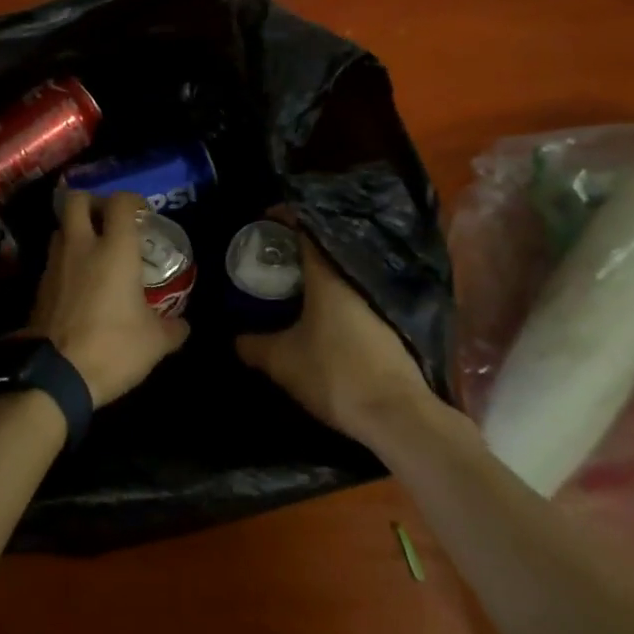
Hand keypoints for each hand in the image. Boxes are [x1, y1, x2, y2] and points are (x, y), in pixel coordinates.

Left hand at [24, 191, 188, 405]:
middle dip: (93, 202)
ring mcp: (55, 264)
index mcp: (115, 249)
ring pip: (61, 227)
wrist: (54, 375)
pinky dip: (66, 258)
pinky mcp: (39, 285)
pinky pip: (53, 257)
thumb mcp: (154, 343)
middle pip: (77, 199)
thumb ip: (172, 328)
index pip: (120, 202)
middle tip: (109, 220)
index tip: (142, 213)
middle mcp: (81, 246)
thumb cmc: (112, 348)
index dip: (132, 200)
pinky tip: (80, 281)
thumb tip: (182, 324)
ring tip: (94, 250)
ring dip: (76, 230)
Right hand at [235, 224, 441, 444]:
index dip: (283, 219)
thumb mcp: (282, 362)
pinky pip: (354, 294)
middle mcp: (356, 278)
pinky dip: (334, 296)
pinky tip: (320, 314)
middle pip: (324, 250)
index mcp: (328, 275)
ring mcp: (377, 300)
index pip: (305, 228)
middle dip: (297, 249)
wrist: (397, 415)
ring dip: (317, 274)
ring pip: (341, 273)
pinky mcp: (390, 324)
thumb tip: (235, 338)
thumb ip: (254, 345)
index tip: (264, 221)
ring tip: (291, 284)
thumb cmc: (336, 374)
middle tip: (272, 257)